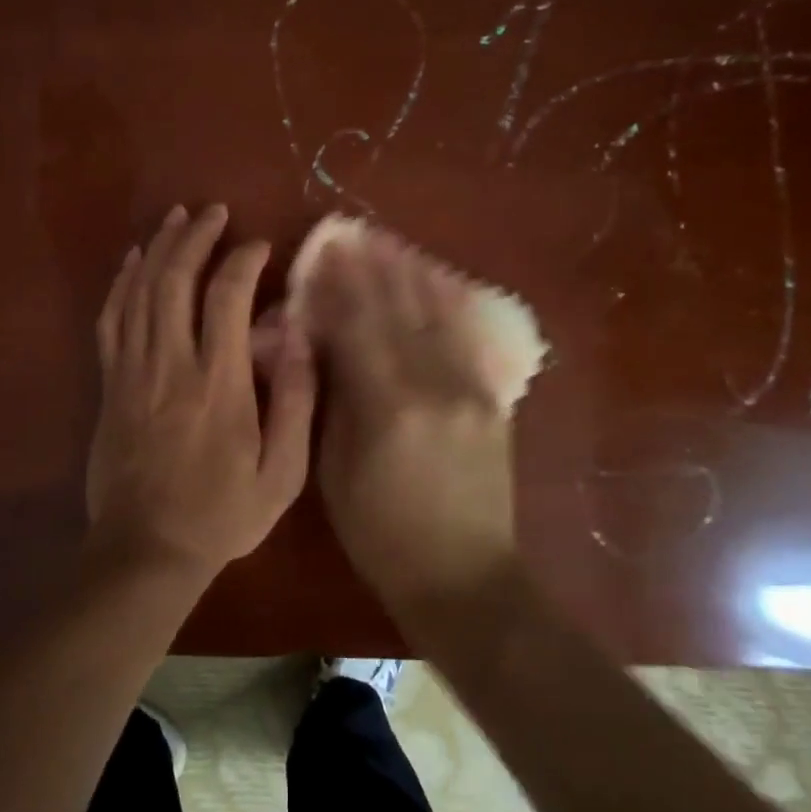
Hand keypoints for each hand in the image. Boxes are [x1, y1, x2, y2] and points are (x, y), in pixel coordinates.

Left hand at [85, 204, 316, 577]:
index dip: (243, 260)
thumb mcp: (281, 474)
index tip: (259, 246)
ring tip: (176, 217)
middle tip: (212, 212)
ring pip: (140, 292)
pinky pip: (110, 320)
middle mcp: (172, 365)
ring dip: (158, 248)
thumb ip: (294, 403)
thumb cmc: (223, 514)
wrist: (147, 550)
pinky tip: (133, 260)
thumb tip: (296, 338)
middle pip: (176, 280)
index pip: (227, 298)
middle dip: (195, 237)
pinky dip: (121, 283)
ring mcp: (132, 372)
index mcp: (219, 384)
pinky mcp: (109, 385)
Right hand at [306, 234, 517, 616]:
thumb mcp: (334, 472)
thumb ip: (330, 400)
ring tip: (389, 244)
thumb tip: (318, 346)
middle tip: (352, 234)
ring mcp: (472, 389)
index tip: (321, 253)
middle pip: (399, 311)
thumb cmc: (382, 534)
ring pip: (437, 316)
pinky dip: (447, 305)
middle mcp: (436, 385)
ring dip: (410, 276)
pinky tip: (435, 281)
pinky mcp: (492, 399)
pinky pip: (467, 339)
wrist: (466, 577)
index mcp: (389, 406)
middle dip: (372, 268)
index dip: (337, 286)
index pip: (357, 327)